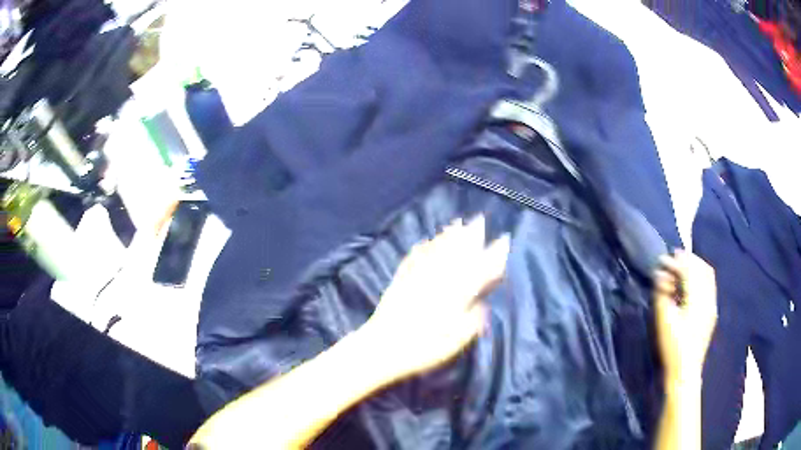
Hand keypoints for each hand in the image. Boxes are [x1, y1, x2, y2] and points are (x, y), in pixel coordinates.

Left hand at [360, 215, 509, 382]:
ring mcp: (417, 278)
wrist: (381, 348)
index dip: (493, 256)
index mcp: (454, 296)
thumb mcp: (454, 342)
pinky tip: (425, 241)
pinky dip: (422, 248)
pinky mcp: (400, 281)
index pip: (479, 271)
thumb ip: (472, 321)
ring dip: (448, 237)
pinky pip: (414, 259)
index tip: (503, 241)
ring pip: (436, 252)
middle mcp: (437, 281)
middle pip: (457, 254)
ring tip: (457, 223)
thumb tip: (482, 305)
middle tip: (480, 220)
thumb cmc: (422, 349)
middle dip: (470, 236)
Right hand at [654, 251, 717, 386]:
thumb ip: (662, 293)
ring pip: (708, 275)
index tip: (664, 258)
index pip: (689, 270)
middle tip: (674, 258)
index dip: (677, 261)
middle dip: (688, 260)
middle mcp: (709, 298)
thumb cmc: (673, 346)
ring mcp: (713, 305)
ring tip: (682, 267)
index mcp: (697, 299)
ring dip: (695, 266)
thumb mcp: (663, 320)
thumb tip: (661, 274)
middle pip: (702, 268)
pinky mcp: (712, 312)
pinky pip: (709, 285)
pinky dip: (700, 277)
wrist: (685, 370)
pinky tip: (690, 283)